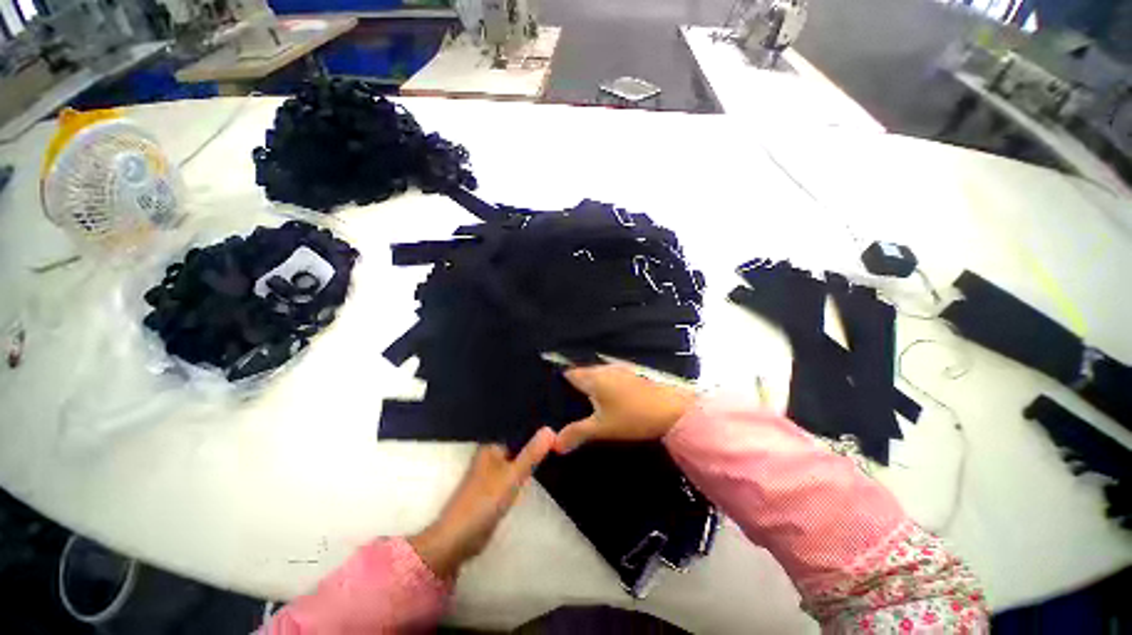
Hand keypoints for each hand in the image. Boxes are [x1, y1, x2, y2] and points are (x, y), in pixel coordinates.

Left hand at [409, 427, 555, 579]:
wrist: (459, 539)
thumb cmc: (484, 502)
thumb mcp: (512, 475)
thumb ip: (531, 454)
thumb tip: (551, 429)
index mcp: (491, 446)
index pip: (519, 431)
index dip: (538, 430)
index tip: (558, 429)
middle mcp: (491, 455)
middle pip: (519, 445)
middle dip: (536, 445)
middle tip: (561, 440)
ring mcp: (492, 472)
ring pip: (518, 460)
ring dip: (532, 459)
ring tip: (556, 450)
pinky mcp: (495, 488)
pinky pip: (515, 474)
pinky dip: (526, 473)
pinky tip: (541, 469)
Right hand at [555, 364, 696, 453]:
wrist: (671, 410)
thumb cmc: (632, 417)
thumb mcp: (602, 428)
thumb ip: (577, 433)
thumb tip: (555, 444)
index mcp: (593, 377)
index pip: (569, 373)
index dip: (559, 383)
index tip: (553, 396)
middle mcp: (604, 369)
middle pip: (583, 373)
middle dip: (574, 386)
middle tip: (566, 404)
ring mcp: (619, 370)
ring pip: (597, 375)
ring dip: (590, 386)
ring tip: (583, 403)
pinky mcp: (632, 375)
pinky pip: (609, 377)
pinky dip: (604, 386)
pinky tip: (606, 400)